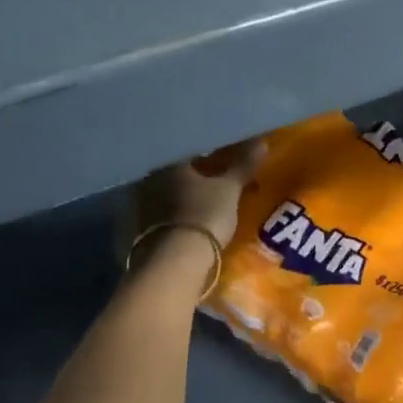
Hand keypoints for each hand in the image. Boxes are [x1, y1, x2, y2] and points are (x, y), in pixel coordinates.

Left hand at [133, 139, 265, 249]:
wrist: (177, 259)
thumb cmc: (205, 214)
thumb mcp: (230, 190)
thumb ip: (242, 166)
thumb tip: (261, 143)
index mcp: (170, 162)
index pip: (189, 149)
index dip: (207, 153)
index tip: (221, 158)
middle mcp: (150, 178)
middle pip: (175, 171)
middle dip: (193, 174)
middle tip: (213, 180)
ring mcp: (142, 204)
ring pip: (166, 193)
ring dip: (182, 195)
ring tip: (202, 202)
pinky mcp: (140, 229)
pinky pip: (162, 214)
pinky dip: (175, 214)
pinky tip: (188, 220)